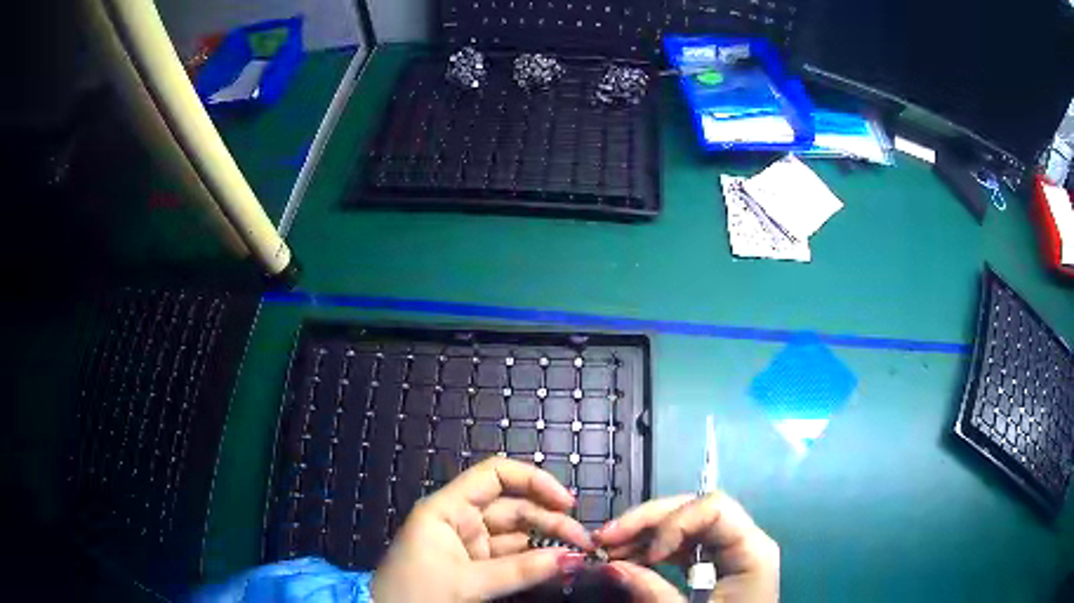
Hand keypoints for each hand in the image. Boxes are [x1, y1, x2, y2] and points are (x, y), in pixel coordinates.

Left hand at [372, 457, 592, 601]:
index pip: (495, 475)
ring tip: (578, 555)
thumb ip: (521, 571)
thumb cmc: (416, 593)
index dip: (534, 481)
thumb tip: (572, 559)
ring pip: (517, 533)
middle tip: (584, 541)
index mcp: (448, 508)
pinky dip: (535, 561)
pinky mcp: (475, 565)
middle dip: (551, 519)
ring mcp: (470, 543)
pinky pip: (512, 557)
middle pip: (514, 506)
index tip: (567, 502)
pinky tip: (557, 566)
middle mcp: (461, 519)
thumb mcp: (466, 583)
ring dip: (548, 542)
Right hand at [594, 493, 778, 602]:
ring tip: (606, 550)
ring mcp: (727, 550)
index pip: (714, 508)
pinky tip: (626, 558)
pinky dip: (651, 548)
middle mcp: (742, 540)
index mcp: (751, 550)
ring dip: (642, 533)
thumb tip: (610, 566)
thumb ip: (653, 593)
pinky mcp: (713, 563)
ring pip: (683, 523)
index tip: (645, 554)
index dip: (674, 522)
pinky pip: (681, 544)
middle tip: (603, 539)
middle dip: (647, 521)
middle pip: (694, 510)